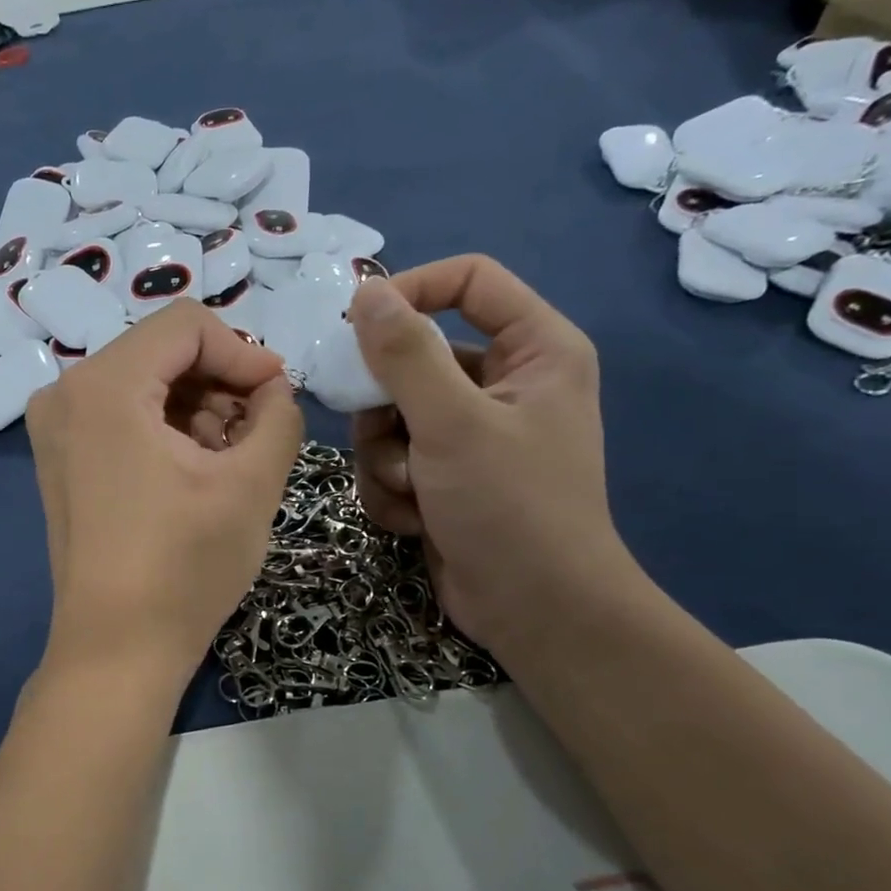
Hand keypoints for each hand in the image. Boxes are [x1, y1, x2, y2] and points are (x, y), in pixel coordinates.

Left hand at [26, 300, 303, 684]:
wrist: (116, 648)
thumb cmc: (185, 566)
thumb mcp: (252, 484)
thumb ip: (279, 415)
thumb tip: (274, 390)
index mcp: (103, 385)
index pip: (187, 325)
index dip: (245, 354)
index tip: (280, 398)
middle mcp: (64, 392)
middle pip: (162, 351)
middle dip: (221, 384)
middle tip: (258, 433)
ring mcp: (54, 428)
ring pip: (143, 384)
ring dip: (196, 409)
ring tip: (228, 460)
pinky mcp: (59, 460)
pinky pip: (120, 416)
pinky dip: (163, 429)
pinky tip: (193, 472)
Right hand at [345, 254, 633, 653]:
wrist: (533, 610)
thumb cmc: (509, 505)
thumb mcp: (453, 423)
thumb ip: (406, 354)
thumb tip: (366, 292)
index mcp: (533, 348)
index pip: (468, 281)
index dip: (411, 291)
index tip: (356, 325)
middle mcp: (503, 382)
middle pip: (413, 357)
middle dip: (388, 408)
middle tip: (389, 439)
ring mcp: (470, 432)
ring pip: (390, 415)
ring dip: (386, 458)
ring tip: (413, 491)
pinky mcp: (445, 474)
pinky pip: (392, 458)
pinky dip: (392, 489)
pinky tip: (416, 519)